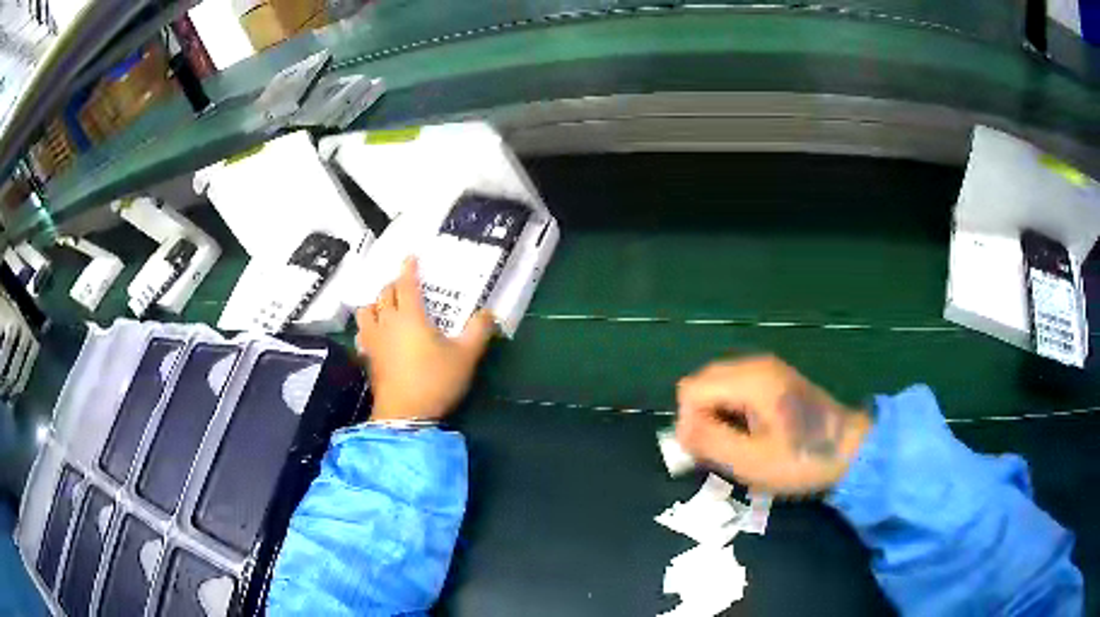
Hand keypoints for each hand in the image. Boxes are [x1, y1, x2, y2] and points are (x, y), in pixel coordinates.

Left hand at [356, 258, 494, 420]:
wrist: (405, 414)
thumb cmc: (436, 381)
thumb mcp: (466, 356)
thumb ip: (479, 331)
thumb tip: (489, 313)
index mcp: (410, 315)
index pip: (405, 283)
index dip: (408, 268)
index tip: (410, 257)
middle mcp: (388, 322)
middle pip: (384, 294)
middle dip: (394, 284)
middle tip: (404, 284)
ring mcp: (374, 340)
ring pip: (367, 310)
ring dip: (376, 303)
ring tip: (386, 306)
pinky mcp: (368, 357)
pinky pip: (363, 332)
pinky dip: (368, 325)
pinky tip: (376, 333)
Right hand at [675, 356, 870, 494]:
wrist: (850, 449)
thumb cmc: (802, 459)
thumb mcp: (752, 461)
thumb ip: (711, 442)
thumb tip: (680, 430)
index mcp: (750, 380)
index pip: (691, 390)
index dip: (688, 422)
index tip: (705, 453)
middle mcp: (755, 365)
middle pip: (701, 383)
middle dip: (698, 418)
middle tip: (715, 452)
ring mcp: (766, 370)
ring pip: (716, 386)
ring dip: (713, 416)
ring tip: (731, 446)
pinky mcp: (774, 380)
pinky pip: (734, 389)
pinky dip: (728, 411)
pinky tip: (745, 435)